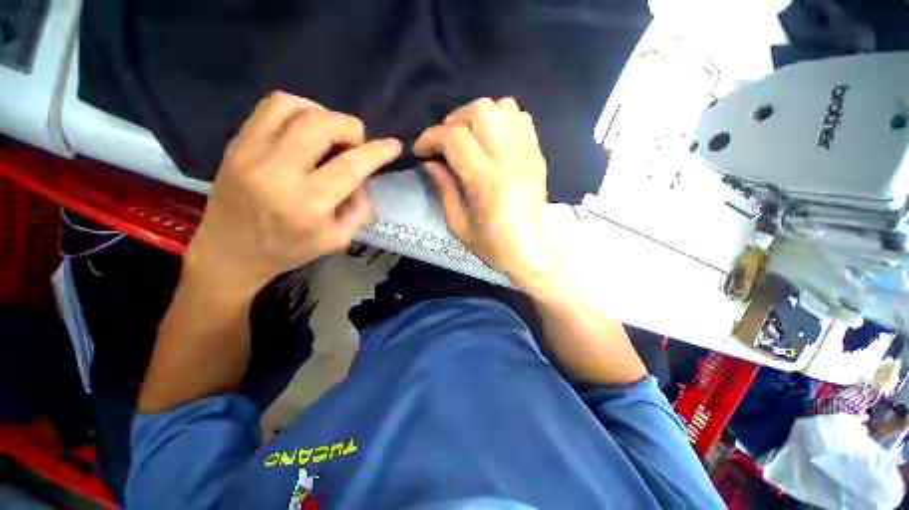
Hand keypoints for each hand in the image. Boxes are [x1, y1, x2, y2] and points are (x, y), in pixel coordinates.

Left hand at [186, 91, 401, 296]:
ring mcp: (251, 152)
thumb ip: (360, 209)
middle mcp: (278, 173)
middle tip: (356, 143)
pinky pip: (271, 106)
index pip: (350, 166)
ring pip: (295, 107)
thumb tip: (364, 179)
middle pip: (322, 125)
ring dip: (324, 114)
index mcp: (308, 205)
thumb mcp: (337, 239)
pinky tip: (306, 126)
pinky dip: (298, 108)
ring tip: (332, 133)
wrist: (230, 250)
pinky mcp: (237, 142)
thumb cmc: (289, 249)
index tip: (393, 145)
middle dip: (351, 128)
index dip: (377, 152)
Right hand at [414, 97, 556, 288]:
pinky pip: (521, 118)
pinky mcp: (538, 155)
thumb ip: (443, 188)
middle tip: (446, 144)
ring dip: (478, 117)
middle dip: (453, 121)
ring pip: (502, 107)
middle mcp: (511, 159)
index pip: (455, 138)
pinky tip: (492, 141)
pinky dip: (501, 121)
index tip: (421, 151)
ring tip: (469, 139)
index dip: (430, 138)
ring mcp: (529, 154)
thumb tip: (430, 162)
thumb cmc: (493, 245)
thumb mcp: (459, 224)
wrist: (532, 253)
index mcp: (487, 181)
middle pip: (480, 110)